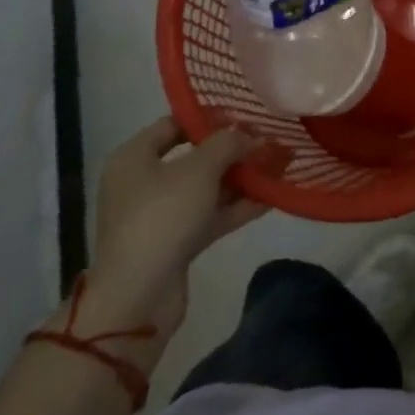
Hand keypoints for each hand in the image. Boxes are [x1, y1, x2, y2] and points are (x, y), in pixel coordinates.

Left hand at [81, 117, 270, 337]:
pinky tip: (272, 197)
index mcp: (134, 157)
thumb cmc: (162, 217)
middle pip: (194, 157)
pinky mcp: (175, 243)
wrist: (139, 297)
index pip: (173, 124)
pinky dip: (237, 206)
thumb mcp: (200, 169)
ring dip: (240, 179)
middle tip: (268, 141)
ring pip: (206, 188)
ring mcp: (159, 215)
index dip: (209, 118)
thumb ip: (228, 144)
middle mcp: (143, 182)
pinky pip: (210, 215)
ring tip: (279, 166)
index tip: (244, 116)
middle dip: (233, 150)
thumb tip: (250, 135)